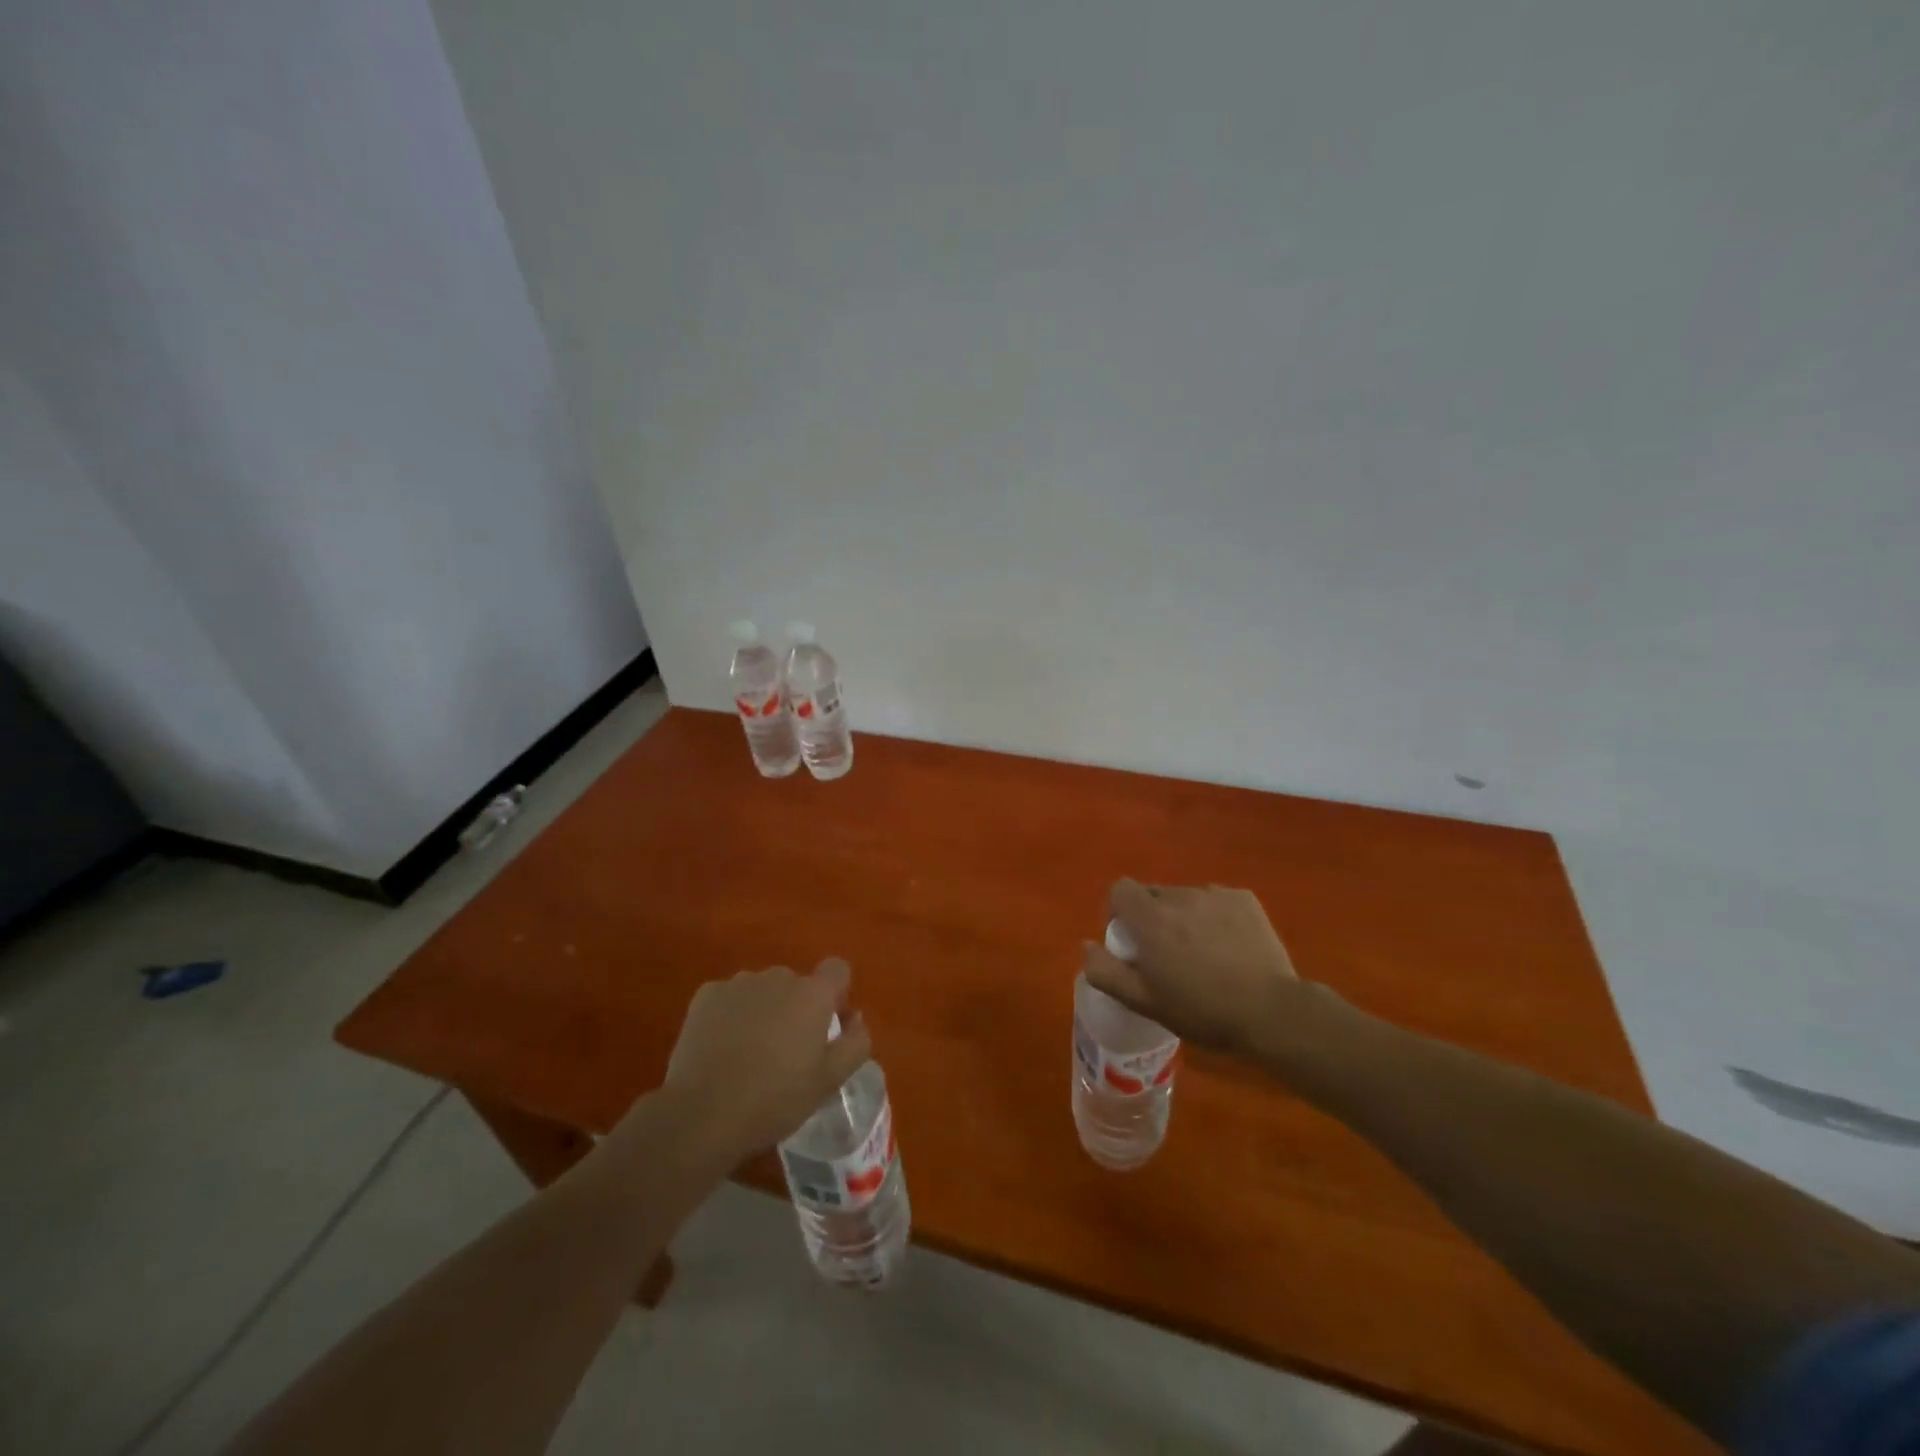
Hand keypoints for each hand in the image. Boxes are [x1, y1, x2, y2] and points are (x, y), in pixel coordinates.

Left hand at [663, 959, 872, 1159]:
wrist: (702, 1114)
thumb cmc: (775, 1099)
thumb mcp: (830, 1081)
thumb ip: (856, 1042)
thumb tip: (856, 1018)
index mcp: (813, 994)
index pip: (838, 970)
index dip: (836, 994)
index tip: (826, 1026)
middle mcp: (778, 976)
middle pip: (796, 984)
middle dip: (796, 1008)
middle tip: (786, 1051)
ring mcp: (739, 983)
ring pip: (762, 990)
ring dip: (764, 1010)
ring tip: (749, 1052)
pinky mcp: (706, 995)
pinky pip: (729, 998)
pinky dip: (731, 1015)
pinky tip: (722, 1049)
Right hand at [1082, 880, 1307, 1058]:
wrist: (1270, 1012)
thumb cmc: (1201, 1010)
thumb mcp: (1144, 1001)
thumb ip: (1105, 971)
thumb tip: (1086, 945)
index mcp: (1150, 918)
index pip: (1120, 889)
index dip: (1119, 911)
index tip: (1130, 941)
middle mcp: (1180, 896)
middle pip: (1154, 894)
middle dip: (1153, 916)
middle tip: (1168, 954)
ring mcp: (1215, 894)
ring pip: (1187, 898)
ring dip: (1185, 917)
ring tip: (1203, 953)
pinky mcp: (1245, 899)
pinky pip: (1217, 901)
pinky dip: (1215, 917)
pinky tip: (1230, 946)